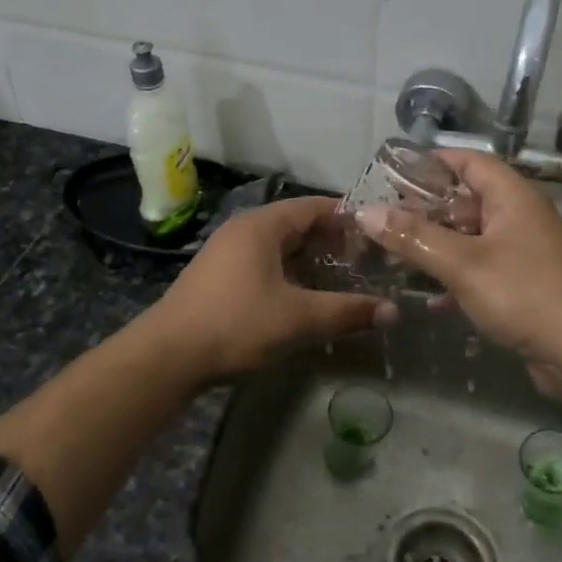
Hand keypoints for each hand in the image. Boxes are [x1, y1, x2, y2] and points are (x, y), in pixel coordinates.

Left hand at [145, 196, 394, 382]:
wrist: (168, 355)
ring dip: (310, 258)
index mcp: (262, 226)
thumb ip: (347, 312)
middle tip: (367, 259)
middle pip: (297, 224)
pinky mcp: (219, 275)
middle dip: (332, 240)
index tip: (378, 233)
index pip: (314, 206)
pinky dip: (289, 271)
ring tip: (343, 277)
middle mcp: (243, 229)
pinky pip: (264, 262)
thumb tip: (393, 311)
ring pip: (279, 245)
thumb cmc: (236, 324)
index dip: (347, 217)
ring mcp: (226, 251)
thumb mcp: (298, 319)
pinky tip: (304, 295)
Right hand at [353, 150, 561, 379]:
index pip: (469, 161)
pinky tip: (430, 299)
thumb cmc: (522, 294)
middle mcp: (519, 217)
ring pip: (471, 237)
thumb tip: (365, 212)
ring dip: (437, 245)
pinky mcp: (523, 283)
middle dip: (426, 209)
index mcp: (512, 197)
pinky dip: (455, 277)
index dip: (432, 162)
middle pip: (466, 199)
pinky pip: (481, 268)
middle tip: (384, 219)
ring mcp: (523, 251)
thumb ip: (413, 236)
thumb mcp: (462, 263)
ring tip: (396, 255)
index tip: (393, 174)